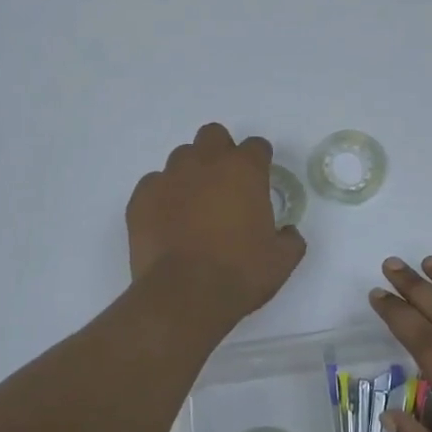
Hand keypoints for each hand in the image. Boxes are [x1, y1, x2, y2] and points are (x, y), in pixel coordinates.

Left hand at [127, 124, 306, 317]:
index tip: (259, 180)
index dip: (259, 161)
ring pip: (181, 157)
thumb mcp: (281, 260)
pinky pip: (153, 184)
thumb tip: (287, 233)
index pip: (256, 146)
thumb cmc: (239, 273)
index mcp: (244, 170)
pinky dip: (163, 196)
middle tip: (225, 184)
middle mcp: (205, 163)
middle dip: (220, 152)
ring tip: (193, 205)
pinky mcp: (141, 198)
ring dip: (191, 173)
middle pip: (213, 135)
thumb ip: (290, 238)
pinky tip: (167, 221)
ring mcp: (169, 177)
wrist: (184, 296)